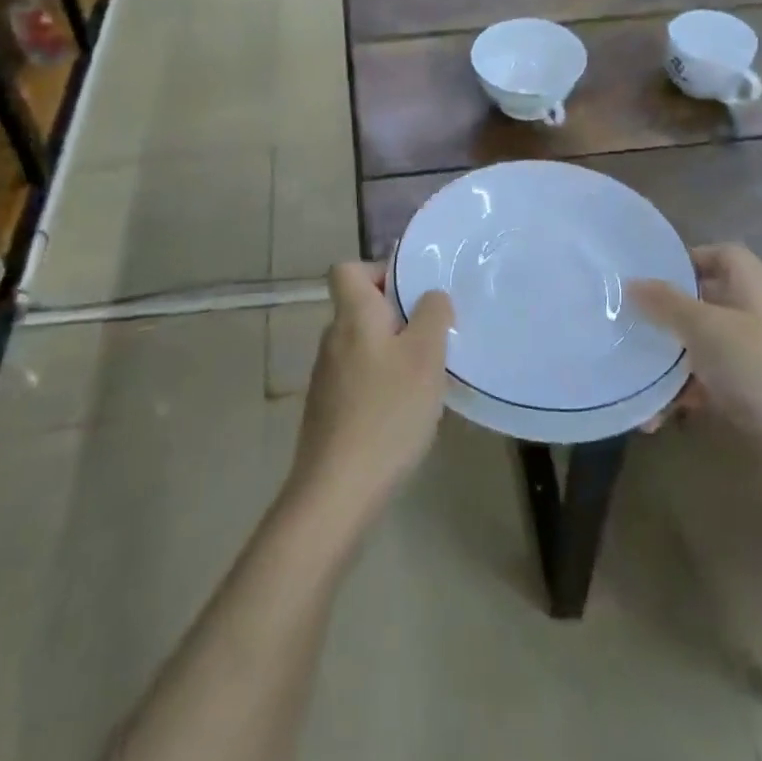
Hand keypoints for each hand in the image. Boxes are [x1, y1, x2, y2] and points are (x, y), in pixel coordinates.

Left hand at [288, 261, 450, 525]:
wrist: (337, 490)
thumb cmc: (387, 411)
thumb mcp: (425, 355)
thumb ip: (433, 314)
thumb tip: (431, 296)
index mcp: (353, 316)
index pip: (347, 269)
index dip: (379, 271)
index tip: (412, 294)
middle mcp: (333, 339)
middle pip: (362, 309)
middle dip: (400, 317)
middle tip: (434, 340)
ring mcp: (327, 376)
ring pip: (365, 345)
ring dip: (395, 353)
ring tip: (427, 380)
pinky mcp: (328, 410)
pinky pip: (361, 378)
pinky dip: (383, 385)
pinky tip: (406, 414)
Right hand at [629, 245, 761, 446]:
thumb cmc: (756, 370)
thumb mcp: (705, 327)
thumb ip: (665, 302)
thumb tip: (631, 283)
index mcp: (753, 289)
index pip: (722, 255)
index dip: (690, 258)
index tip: (651, 274)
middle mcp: (753, 318)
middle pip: (705, 301)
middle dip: (667, 311)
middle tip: (629, 318)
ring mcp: (750, 359)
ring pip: (699, 345)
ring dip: (667, 360)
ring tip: (632, 371)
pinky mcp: (745, 397)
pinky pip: (703, 385)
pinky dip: (680, 396)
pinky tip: (653, 416)